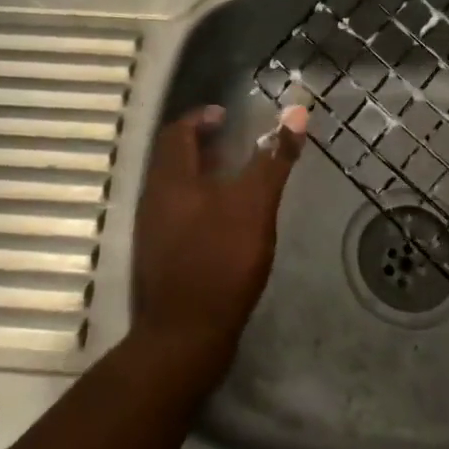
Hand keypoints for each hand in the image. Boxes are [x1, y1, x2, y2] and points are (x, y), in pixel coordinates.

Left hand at [130, 104, 306, 372]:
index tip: (226, 115)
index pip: (177, 130)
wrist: (184, 336)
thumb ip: (274, 158)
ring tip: (233, 178)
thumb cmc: (220, 260)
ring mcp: (153, 230)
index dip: (201, 117)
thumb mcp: (254, 205)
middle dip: (201, 144)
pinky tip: (224, 221)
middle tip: (232, 142)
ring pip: (174, 187)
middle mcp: (154, 198)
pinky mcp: (160, 257)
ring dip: (200, 173)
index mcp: (171, 178)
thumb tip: (295, 111)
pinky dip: (198, 202)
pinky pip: (177, 213)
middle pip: (173, 157)